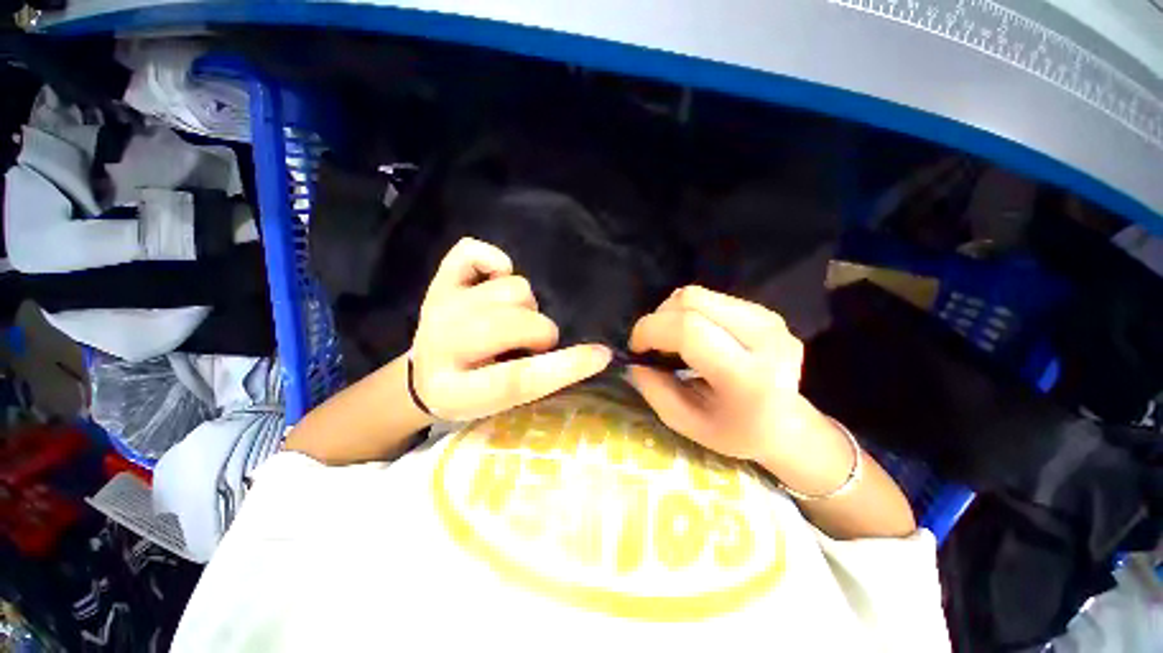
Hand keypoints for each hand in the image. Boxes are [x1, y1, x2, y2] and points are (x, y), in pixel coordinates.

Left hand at [410, 238, 612, 420]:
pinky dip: (494, 261)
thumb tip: (592, 352)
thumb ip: (539, 378)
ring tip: (513, 319)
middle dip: (540, 333)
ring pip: (511, 289)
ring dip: (524, 305)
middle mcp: (442, 345)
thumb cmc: (473, 392)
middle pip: (514, 323)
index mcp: (456, 390)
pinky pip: (471, 251)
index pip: (518, 379)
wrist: (427, 374)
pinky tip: (496, 281)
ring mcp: (439, 307)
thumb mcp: (504, 403)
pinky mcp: (439, 281)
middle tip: (533, 343)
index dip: (564, 366)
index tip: (600, 354)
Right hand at [628, 286, 834, 467]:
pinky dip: (688, 312)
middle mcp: (764, 339)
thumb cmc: (736, 432)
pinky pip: (710, 298)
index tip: (637, 349)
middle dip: (657, 319)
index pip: (689, 330)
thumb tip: (634, 361)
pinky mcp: (764, 311)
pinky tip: (693, 335)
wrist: (789, 426)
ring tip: (671, 340)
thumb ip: (654, 390)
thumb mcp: (686, 424)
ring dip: (671, 314)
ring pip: (697, 294)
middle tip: (652, 345)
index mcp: (749, 378)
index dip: (651, 330)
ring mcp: (768, 320)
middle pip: (691, 301)